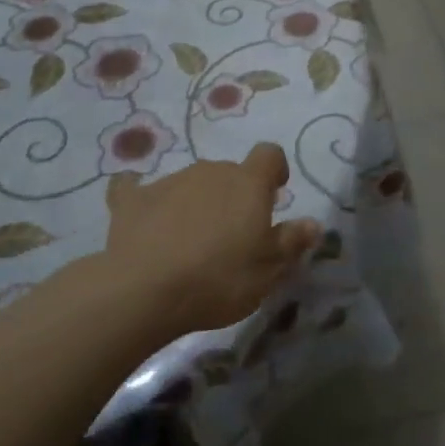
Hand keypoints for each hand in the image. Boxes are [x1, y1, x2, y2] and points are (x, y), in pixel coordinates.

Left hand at [103, 143, 320, 336]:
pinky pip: (136, 188)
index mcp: (248, 184)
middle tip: (232, 234)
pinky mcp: (131, 200)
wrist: (145, 291)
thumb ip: (291, 242)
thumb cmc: (220, 279)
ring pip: (191, 183)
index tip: (274, 194)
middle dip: (234, 195)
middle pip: (229, 172)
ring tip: (190, 242)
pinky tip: (139, 214)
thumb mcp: (268, 271)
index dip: (274, 171)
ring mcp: (168, 181)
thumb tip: (313, 223)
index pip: (269, 155)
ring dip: (196, 202)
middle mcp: (210, 171)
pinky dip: (142, 198)